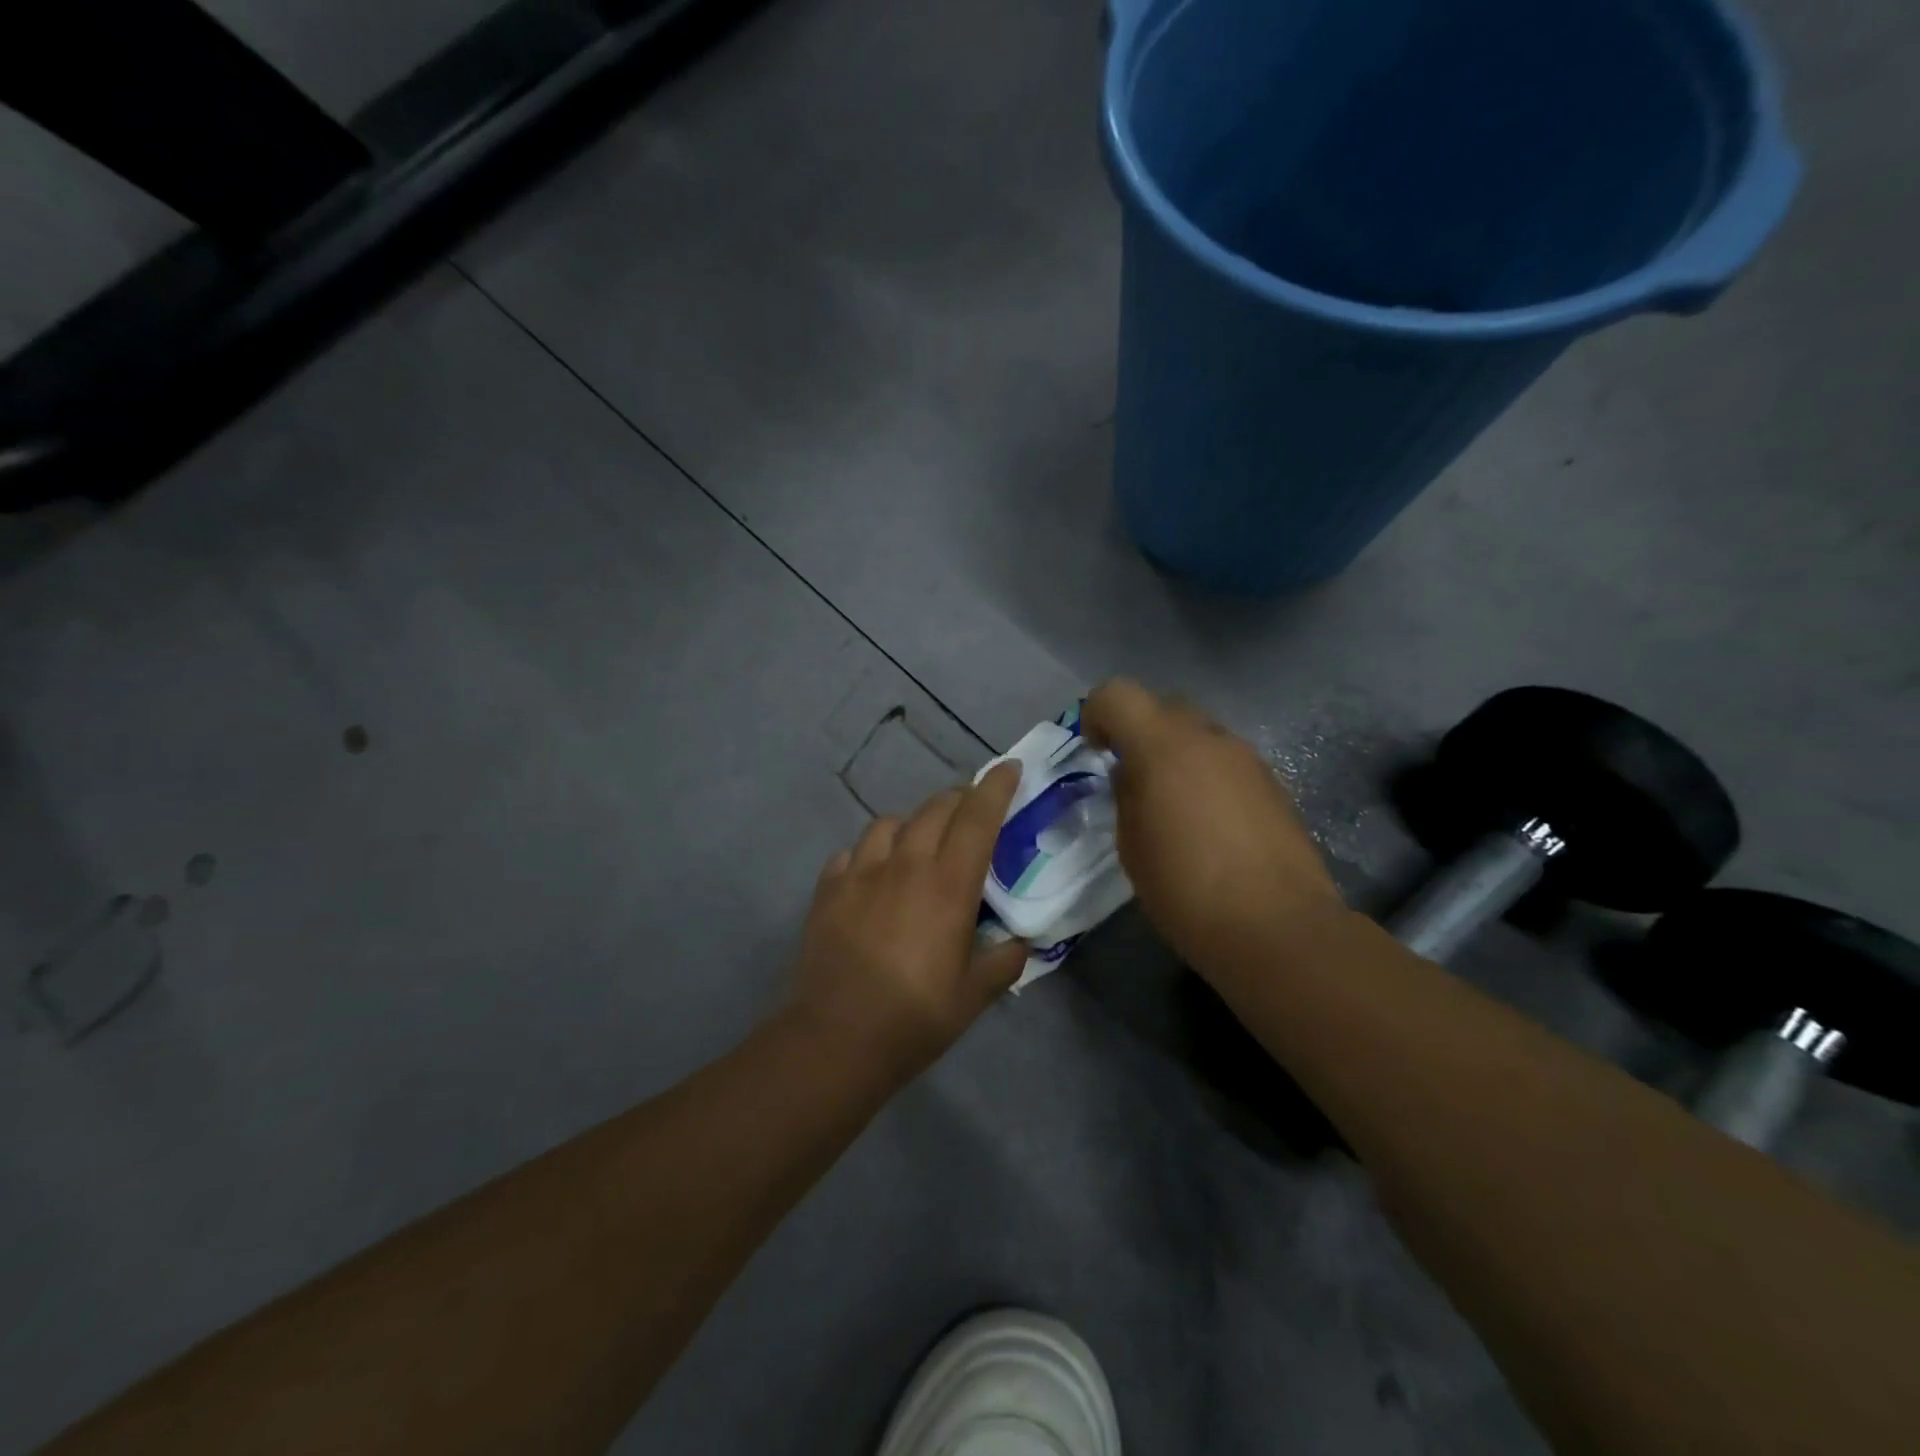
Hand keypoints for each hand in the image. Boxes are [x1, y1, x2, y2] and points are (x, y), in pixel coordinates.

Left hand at [789, 762, 1028, 1083]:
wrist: (837, 1036)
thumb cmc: (916, 1016)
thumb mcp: (975, 994)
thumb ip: (1003, 960)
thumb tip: (1017, 942)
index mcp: (948, 884)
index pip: (977, 817)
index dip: (996, 787)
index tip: (1009, 767)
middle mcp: (906, 864)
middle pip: (935, 809)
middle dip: (959, 799)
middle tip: (971, 811)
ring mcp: (861, 872)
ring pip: (889, 823)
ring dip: (912, 824)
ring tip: (918, 844)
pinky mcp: (829, 888)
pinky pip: (852, 852)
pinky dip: (869, 854)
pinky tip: (871, 875)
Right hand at [1082, 678, 1343, 976]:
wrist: (1276, 928)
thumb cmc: (1185, 889)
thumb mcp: (1132, 845)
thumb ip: (1126, 795)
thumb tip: (1132, 774)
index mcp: (1163, 747)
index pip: (1118, 694)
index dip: (1098, 714)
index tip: (1096, 751)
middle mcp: (1208, 739)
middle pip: (1163, 708)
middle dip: (1140, 733)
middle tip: (1132, 779)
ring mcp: (1247, 759)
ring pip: (1199, 735)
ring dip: (1177, 756)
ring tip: (1172, 808)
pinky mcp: (1274, 785)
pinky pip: (1226, 762)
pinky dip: (1207, 777)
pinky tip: (1209, 825)